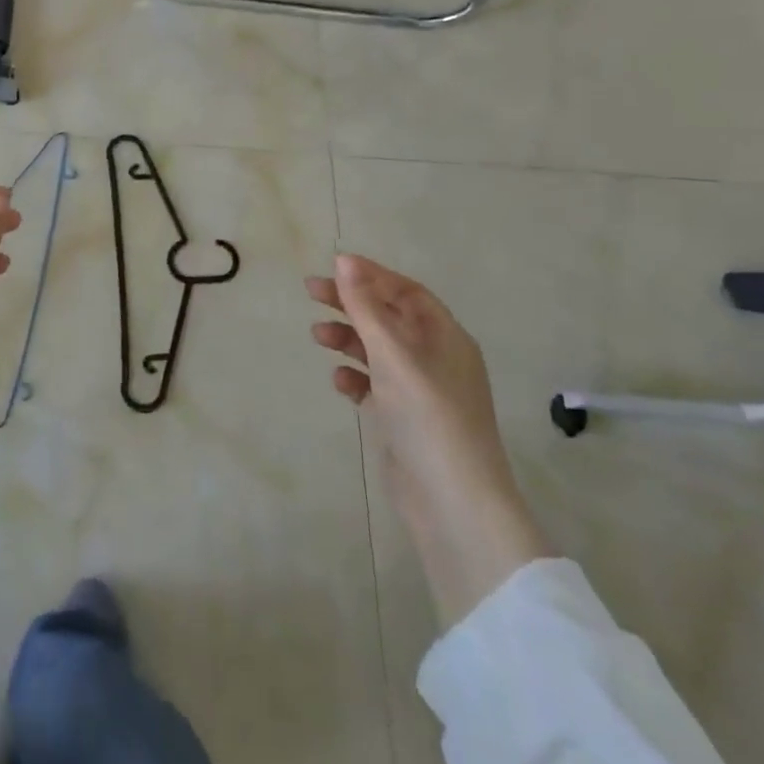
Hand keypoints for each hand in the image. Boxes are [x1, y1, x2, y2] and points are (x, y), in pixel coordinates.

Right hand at [309, 253, 551, 626]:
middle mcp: (436, 358)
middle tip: (310, 293)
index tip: (333, 267)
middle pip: (388, 317)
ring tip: (317, 336)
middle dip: (351, 303)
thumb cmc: (427, 415)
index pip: (405, 291)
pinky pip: (376, 385)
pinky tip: (339, 381)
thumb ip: (365, 307)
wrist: (453, 502)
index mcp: (445, 336)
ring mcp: (421, 391)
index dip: (370, 276)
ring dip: (348, 338)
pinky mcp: (405, 420)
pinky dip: (356, 377)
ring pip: (379, 351)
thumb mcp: (392, 353)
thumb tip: (344, 261)